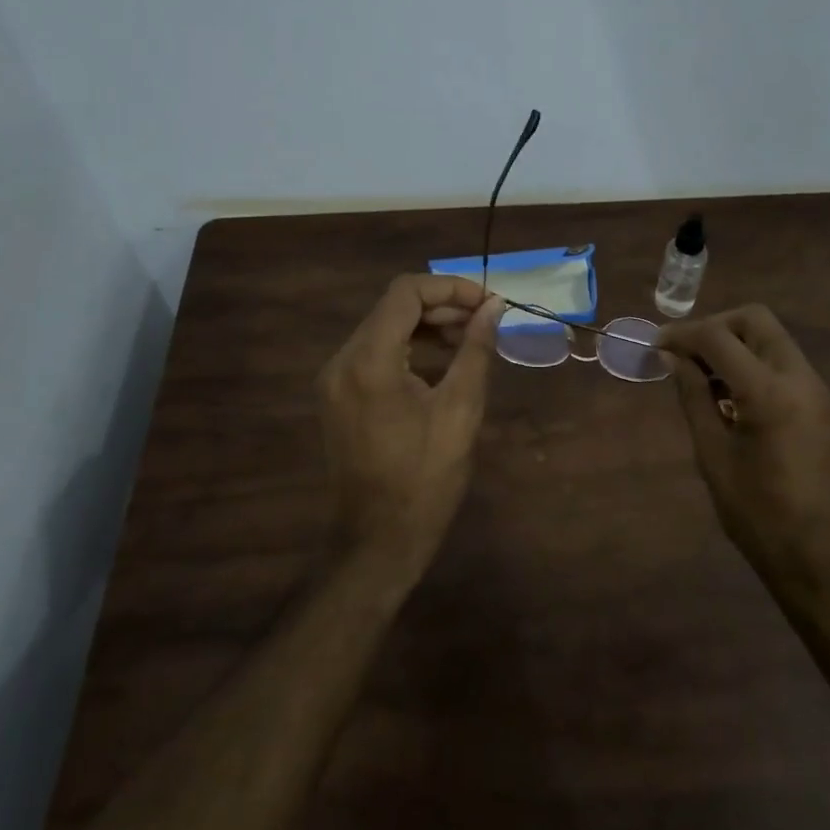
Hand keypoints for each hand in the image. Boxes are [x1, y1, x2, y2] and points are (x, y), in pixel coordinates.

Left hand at [317, 274, 505, 571]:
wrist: (377, 541)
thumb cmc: (425, 479)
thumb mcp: (460, 410)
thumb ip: (476, 350)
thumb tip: (494, 307)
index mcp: (369, 361)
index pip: (406, 292)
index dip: (451, 288)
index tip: (488, 303)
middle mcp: (343, 360)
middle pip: (394, 307)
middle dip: (443, 305)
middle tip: (486, 321)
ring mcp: (335, 379)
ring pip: (384, 327)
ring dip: (428, 325)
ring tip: (470, 339)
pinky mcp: (338, 395)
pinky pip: (375, 352)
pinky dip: (410, 347)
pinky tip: (443, 362)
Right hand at [657, 305, 829, 603]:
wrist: (817, 556)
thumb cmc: (754, 512)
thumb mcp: (711, 452)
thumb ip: (692, 395)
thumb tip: (670, 356)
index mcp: (769, 393)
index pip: (719, 337)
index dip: (683, 334)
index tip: (656, 344)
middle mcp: (802, 379)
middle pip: (756, 320)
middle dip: (716, 327)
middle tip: (686, 354)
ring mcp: (820, 390)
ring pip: (773, 339)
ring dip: (737, 344)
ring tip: (706, 377)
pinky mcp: (827, 404)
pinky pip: (786, 364)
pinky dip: (756, 364)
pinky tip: (735, 397)